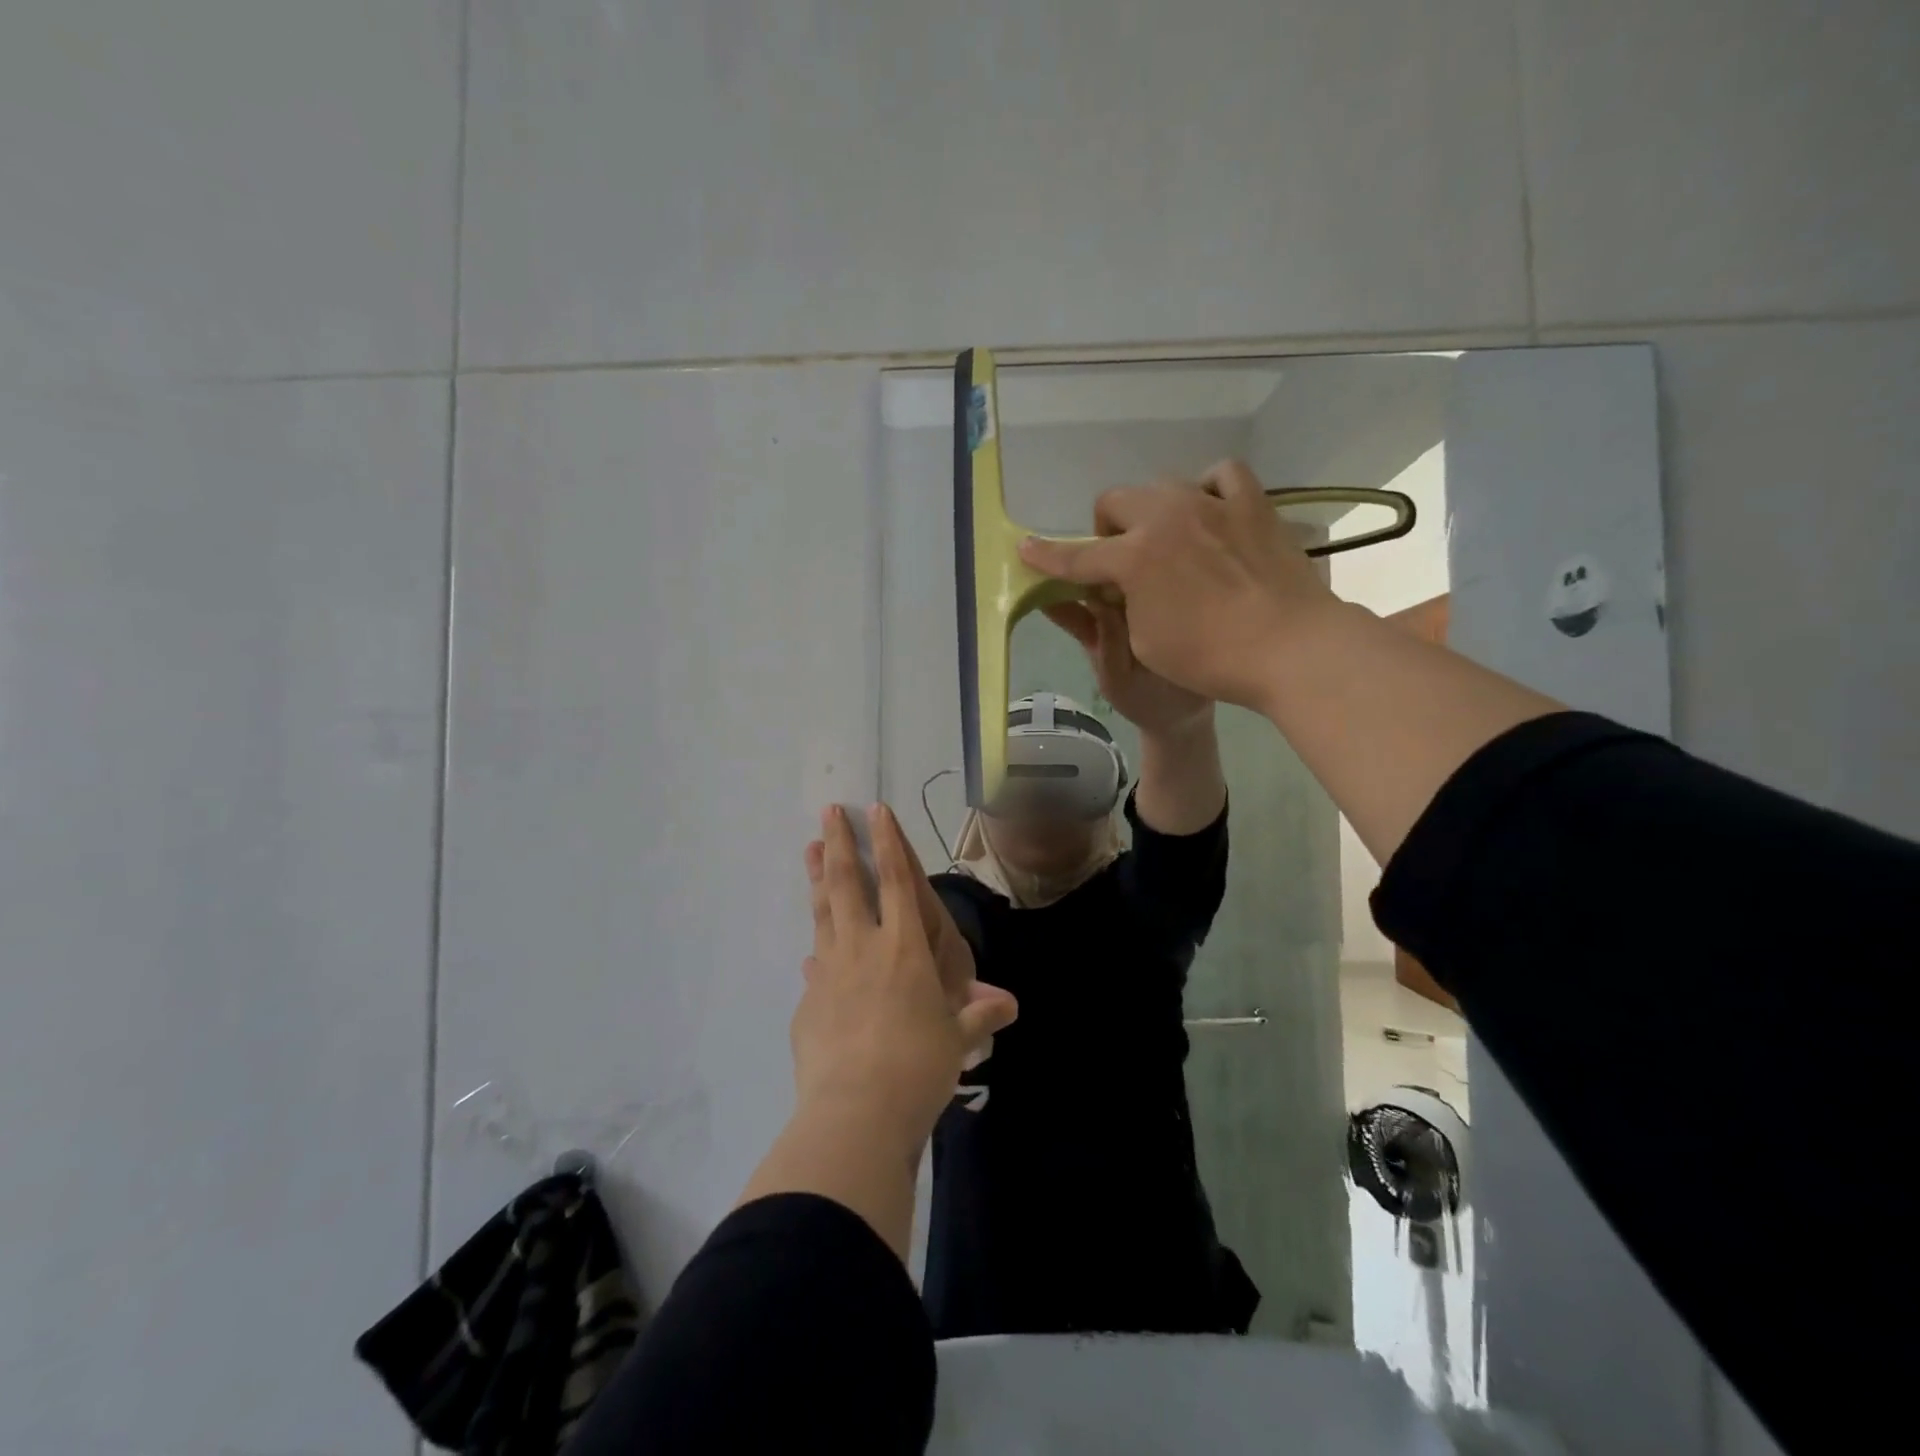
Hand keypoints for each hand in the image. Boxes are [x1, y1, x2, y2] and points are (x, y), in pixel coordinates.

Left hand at [794, 805, 1016, 1152]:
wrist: (856, 1112)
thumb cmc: (919, 1067)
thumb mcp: (958, 1040)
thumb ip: (979, 1015)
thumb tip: (1009, 1004)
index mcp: (904, 949)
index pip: (896, 881)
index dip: (887, 843)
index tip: (874, 810)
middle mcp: (863, 948)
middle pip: (846, 884)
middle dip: (839, 844)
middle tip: (828, 812)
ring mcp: (829, 972)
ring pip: (822, 912)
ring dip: (816, 878)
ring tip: (808, 848)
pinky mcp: (808, 1002)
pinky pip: (814, 966)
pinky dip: (817, 952)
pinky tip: (812, 953)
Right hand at [1019, 460, 1341, 710]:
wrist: (1290, 648)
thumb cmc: (1208, 658)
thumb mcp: (1143, 643)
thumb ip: (1117, 607)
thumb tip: (1111, 587)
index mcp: (1134, 558)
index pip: (1077, 556)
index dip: (1047, 556)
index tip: (1027, 549)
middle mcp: (1167, 517)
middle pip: (1116, 502)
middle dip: (1107, 530)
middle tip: (1122, 564)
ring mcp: (1213, 504)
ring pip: (1164, 485)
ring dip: (1153, 512)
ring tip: (1168, 540)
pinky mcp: (1252, 504)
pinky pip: (1222, 475)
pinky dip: (1208, 489)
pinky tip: (1210, 512)